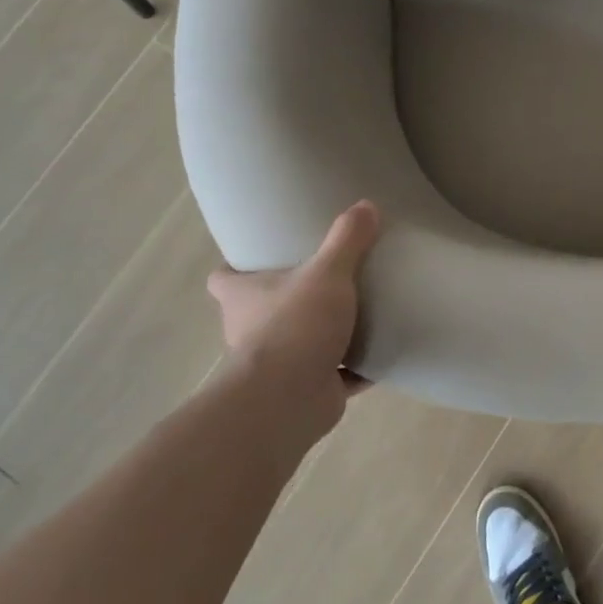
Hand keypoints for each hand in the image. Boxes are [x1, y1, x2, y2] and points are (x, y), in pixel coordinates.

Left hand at [208, 201, 379, 440]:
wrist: (290, 399)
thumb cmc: (296, 325)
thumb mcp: (327, 272)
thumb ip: (347, 239)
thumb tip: (366, 204)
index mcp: (243, 298)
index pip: (223, 279)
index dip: (235, 268)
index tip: (261, 256)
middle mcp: (250, 330)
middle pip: (260, 309)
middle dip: (286, 298)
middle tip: (322, 279)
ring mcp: (277, 364)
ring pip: (297, 342)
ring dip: (319, 334)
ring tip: (355, 313)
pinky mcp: (306, 388)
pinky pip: (334, 374)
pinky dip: (353, 367)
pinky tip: (379, 354)